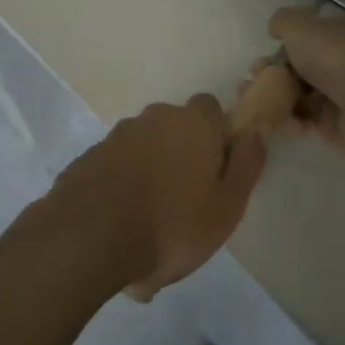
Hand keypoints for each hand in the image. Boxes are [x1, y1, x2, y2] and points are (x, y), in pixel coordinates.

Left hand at [53, 95, 267, 300]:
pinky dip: (124, 184)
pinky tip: (123, 221)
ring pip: (145, 146)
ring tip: (152, 220)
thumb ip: (246, 163)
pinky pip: (118, 165)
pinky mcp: (90, 156)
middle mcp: (155, 117)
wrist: (90, 236)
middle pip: (176, 127)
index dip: (217, 135)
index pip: (211, 109)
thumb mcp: (227, 205)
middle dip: (182, 153)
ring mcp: (118, 135)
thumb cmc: (172, 224)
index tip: (217, 170)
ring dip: (151, 170)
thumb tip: (254, 130)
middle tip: (186, 200)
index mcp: (193, 122)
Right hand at [266, 7, 344, 161]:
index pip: (308, 37)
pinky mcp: (340, 128)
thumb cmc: (337, 56)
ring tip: (254, 105)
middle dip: (273, 76)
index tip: (260, 60)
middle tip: (252, 83)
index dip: (281, 47)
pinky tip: (278, 122)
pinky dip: (291, 122)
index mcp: (343, 31)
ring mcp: (344, 96)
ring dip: (276, 100)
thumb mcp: (300, 25)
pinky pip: (308, 123)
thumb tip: (276, 29)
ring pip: (301, 97)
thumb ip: (283, 23)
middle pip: (301, 68)